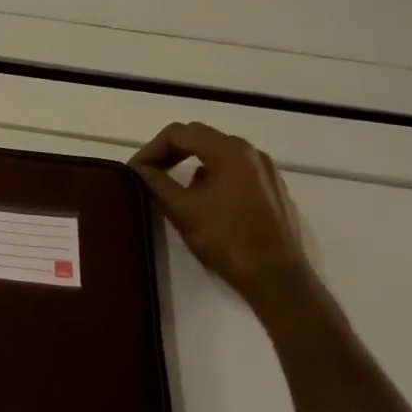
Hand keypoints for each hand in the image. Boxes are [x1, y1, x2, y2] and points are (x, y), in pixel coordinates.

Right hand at [130, 122, 312, 303]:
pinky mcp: (273, 189)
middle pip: (200, 138)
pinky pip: (236, 170)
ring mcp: (266, 170)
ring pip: (218, 154)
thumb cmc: (226, 239)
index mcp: (229, 151)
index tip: (134, 171)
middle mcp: (251, 152)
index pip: (179, 133)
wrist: (276, 278)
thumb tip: (137, 168)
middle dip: (169, 153)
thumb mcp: (182, 210)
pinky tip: (203, 202)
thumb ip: (155, 182)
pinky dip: (212, 176)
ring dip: (190, 164)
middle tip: (148, 174)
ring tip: (172, 187)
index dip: (151, 149)